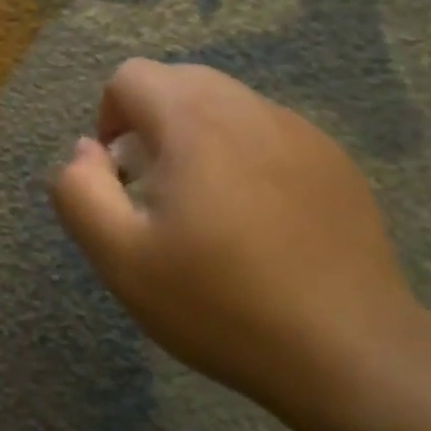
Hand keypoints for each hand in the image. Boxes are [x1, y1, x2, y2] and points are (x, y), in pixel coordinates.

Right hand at [52, 59, 416, 414]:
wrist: (351, 353)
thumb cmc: (220, 304)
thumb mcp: (121, 258)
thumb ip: (79, 191)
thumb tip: (85, 150)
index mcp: (195, 122)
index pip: (131, 77)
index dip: (108, 119)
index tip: (120, 178)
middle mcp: (250, 109)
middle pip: (179, 82)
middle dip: (151, 123)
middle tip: (156, 192)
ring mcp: (301, 133)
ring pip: (226, 105)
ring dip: (198, 137)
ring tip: (206, 209)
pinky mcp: (336, 162)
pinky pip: (269, 134)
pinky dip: (244, 156)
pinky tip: (258, 222)